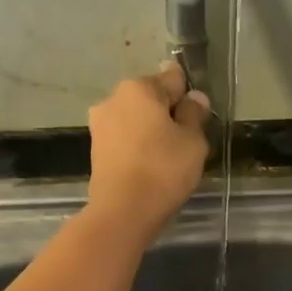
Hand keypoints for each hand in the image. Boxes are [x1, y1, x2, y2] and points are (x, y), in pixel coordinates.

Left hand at [86, 62, 210, 235]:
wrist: (122, 211)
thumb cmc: (163, 170)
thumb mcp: (193, 142)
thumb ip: (194, 115)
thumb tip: (194, 98)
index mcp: (139, 87)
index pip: (173, 79)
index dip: (188, 98)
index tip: (196, 120)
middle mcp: (114, 98)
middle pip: (150, 99)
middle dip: (166, 114)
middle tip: (182, 143)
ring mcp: (100, 125)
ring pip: (135, 120)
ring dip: (150, 132)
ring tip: (165, 160)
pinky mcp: (95, 150)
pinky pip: (124, 140)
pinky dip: (136, 148)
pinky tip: (147, 168)